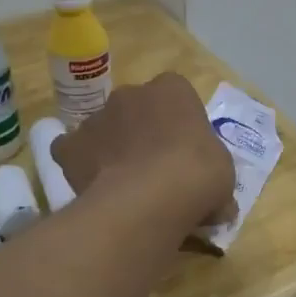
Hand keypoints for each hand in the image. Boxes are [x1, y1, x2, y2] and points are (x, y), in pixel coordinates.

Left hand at [50, 73, 235, 228]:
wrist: (150, 198)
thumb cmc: (198, 174)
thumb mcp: (224, 175)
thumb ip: (215, 179)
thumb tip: (220, 207)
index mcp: (173, 89)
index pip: (176, 96)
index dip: (180, 124)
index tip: (186, 152)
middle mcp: (132, 93)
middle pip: (137, 108)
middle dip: (143, 131)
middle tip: (156, 168)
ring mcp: (97, 117)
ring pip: (105, 128)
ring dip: (112, 147)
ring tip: (124, 184)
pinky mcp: (71, 145)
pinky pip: (72, 150)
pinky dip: (79, 163)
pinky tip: (93, 185)